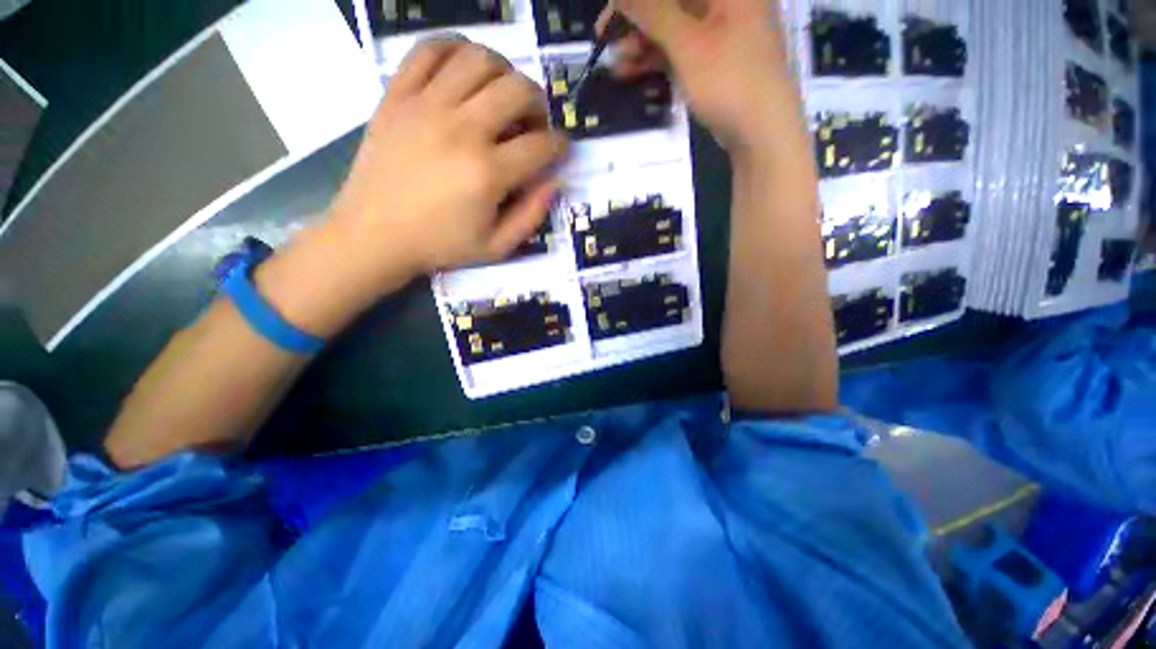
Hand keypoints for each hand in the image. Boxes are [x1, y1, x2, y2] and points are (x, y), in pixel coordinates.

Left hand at [328, 39, 567, 284]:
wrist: (374, 235)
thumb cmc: (440, 245)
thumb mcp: (497, 247)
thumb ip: (532, 215)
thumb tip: (556, 181)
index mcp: (488, 174)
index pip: (541, 145)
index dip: (560, 145)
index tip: (559, 150)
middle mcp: (462, 130)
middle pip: (518, 90)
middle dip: (538, 103)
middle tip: (532, 123)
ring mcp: (426, 106)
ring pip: (479, 59)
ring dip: (504, 71)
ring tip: (501, 95)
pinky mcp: (397, 95)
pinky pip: (429, 50)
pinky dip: (454, 49)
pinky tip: (464, 70)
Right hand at [604, 0, 795, 152]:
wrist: (761, 132)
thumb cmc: (730, 80)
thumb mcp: (688, 44)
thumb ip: (653, 11)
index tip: (611, 11)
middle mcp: (726, 2)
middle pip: (672, 2)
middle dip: (638, 19)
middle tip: (606, 39)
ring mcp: (720, 32)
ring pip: (673, 27)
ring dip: (643, 43)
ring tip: (617, 64)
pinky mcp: (714, 60)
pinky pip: (680, 50)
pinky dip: (657, 59)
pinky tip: (633, 71)